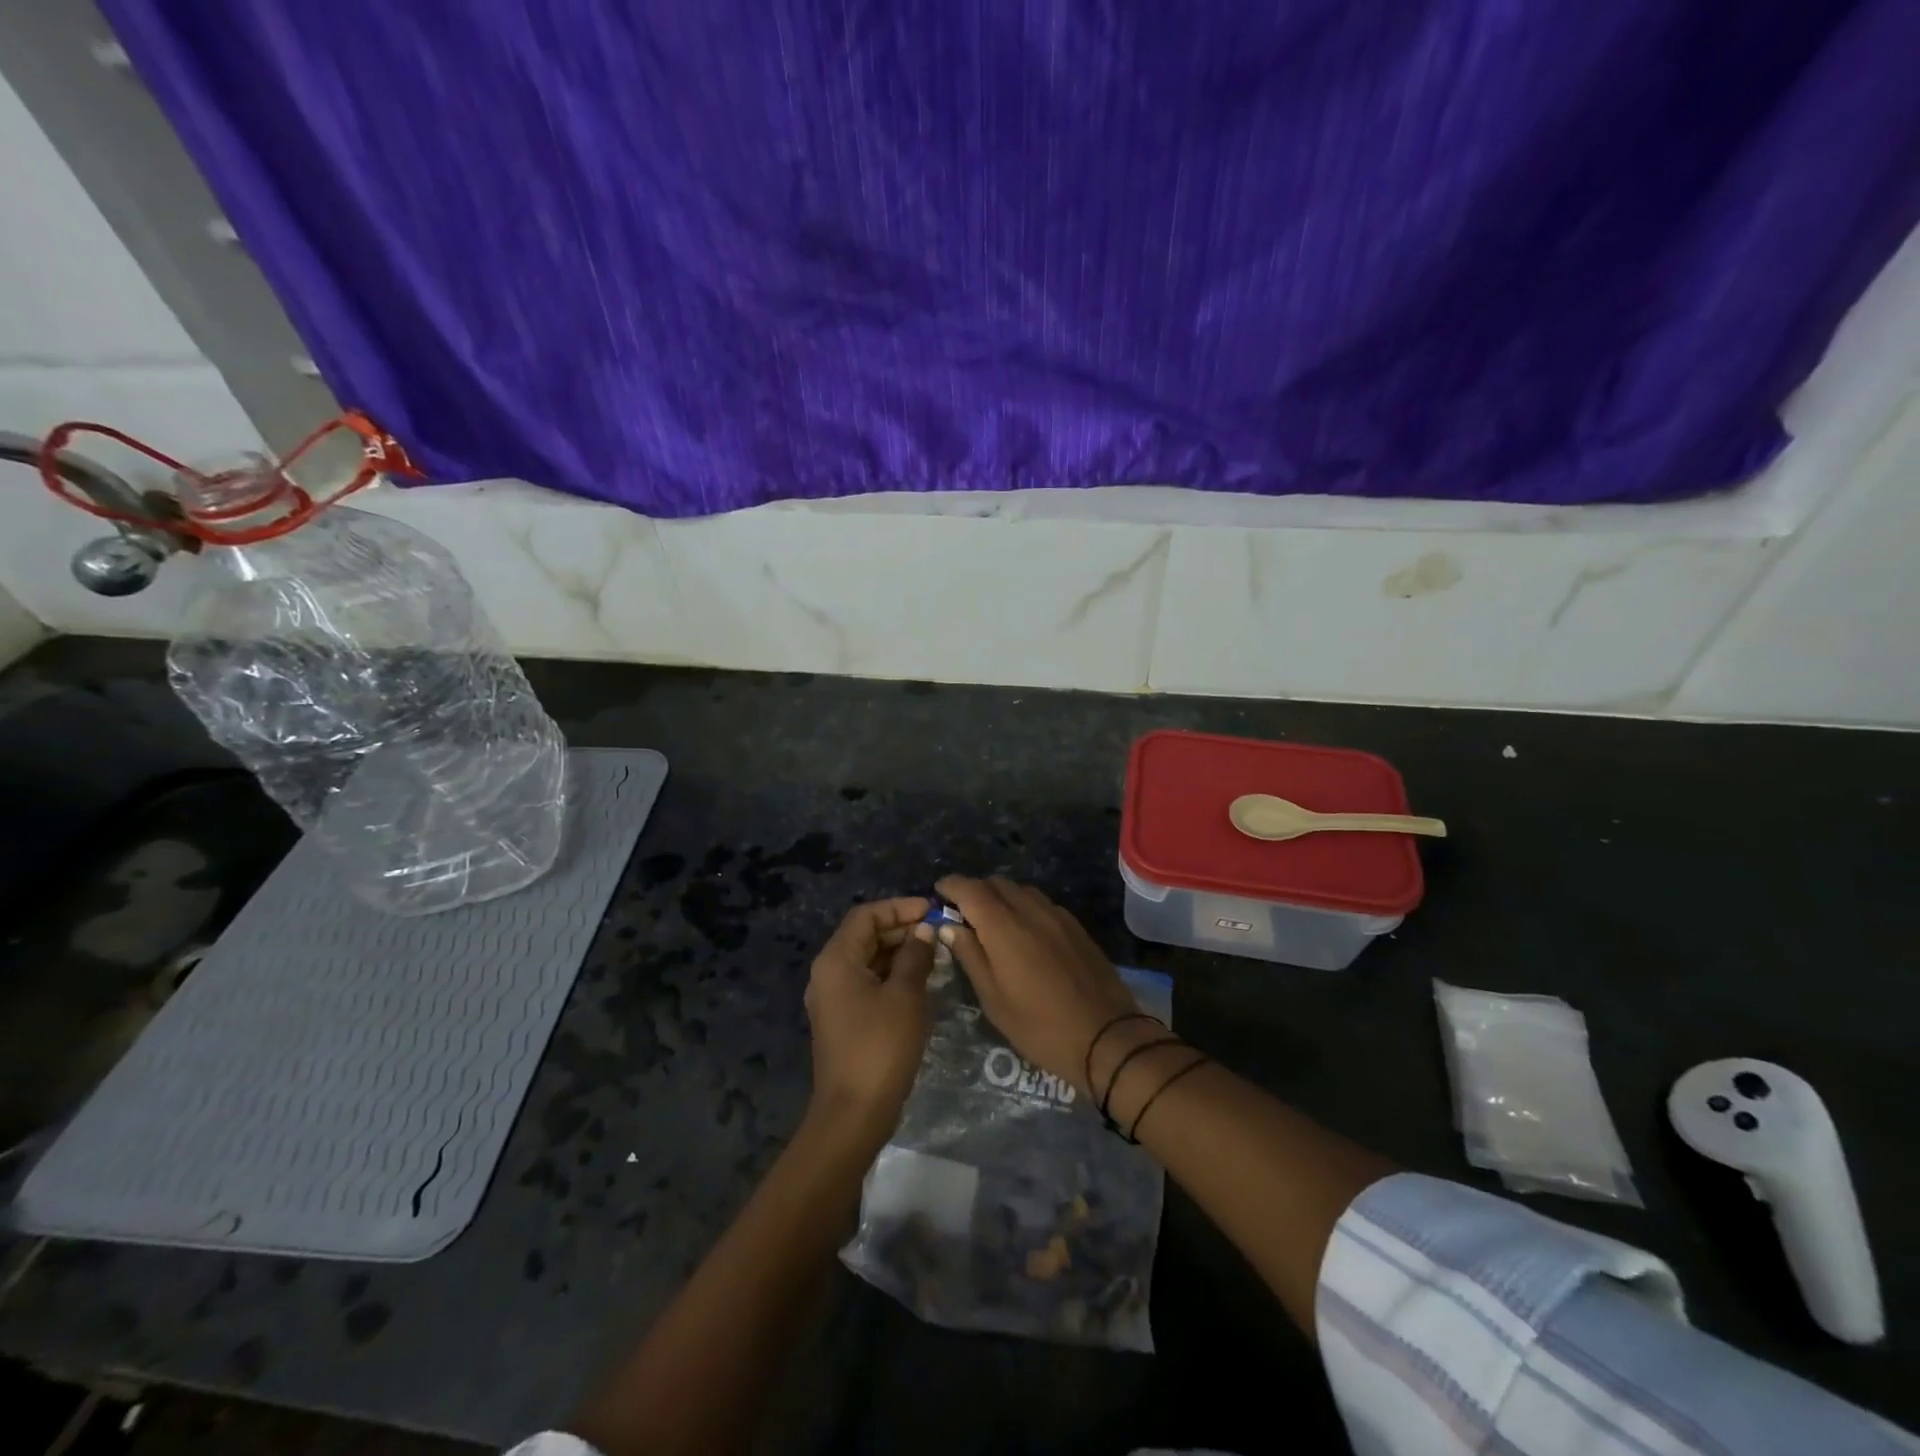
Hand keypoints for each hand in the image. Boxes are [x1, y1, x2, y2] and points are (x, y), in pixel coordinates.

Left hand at [803, 896, 935, 1145]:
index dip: (898, 907)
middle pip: (864, 935)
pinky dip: (891, 974)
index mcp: (836, 960)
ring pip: (867, 959)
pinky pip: (866, 981)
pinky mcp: (842, 1018)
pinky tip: (919, 980)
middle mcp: (828, 972)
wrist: (853, 1114)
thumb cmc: (880, 1047)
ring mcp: (833, 997)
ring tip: (934, 953)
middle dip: (900, 929)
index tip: (931, 910)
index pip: (865, 915)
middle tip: (937, 931)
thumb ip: (915, 956)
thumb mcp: (905, 996)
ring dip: (898, 952)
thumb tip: (923, 930)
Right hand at [934, 876, 1142, 1097]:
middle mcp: (1031, 911)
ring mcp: (1058, 916)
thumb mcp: (994, 999)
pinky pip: (1042, 903)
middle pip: (996, 883)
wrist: (1106, 1037)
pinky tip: (1024, 931)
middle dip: (974, 890)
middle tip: (962, 912)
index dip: (951, 885)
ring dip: (1001, 896)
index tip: (938, 893)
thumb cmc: (1039, 1026)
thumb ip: (970, 956)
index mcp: (1004, 927)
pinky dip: (1024, 906)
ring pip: (1021, 890)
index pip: (970, 889)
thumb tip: (950, 926)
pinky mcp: (1076, 927)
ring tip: (992, 921)